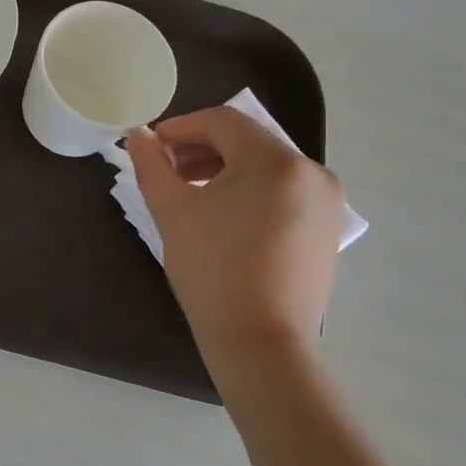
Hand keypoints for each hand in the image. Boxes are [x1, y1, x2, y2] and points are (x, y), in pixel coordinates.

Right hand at [125, 107, 343, 381]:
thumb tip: (138, 136)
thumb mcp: (173, 211)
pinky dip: (250, 191)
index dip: (181, 127)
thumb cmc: (212, 270)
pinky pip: (283, 191)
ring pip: (265, 166)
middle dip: (201, 149)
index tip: (151, 146)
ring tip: (190, 193)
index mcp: (276, 161)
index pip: (223, 122)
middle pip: (247, 141)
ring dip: (224, 169)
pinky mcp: (326, 228)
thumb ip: (152, 165)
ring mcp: (326, 202)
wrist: (261, 343)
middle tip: (166, 170)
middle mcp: (311, 171)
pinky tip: (223, 216)